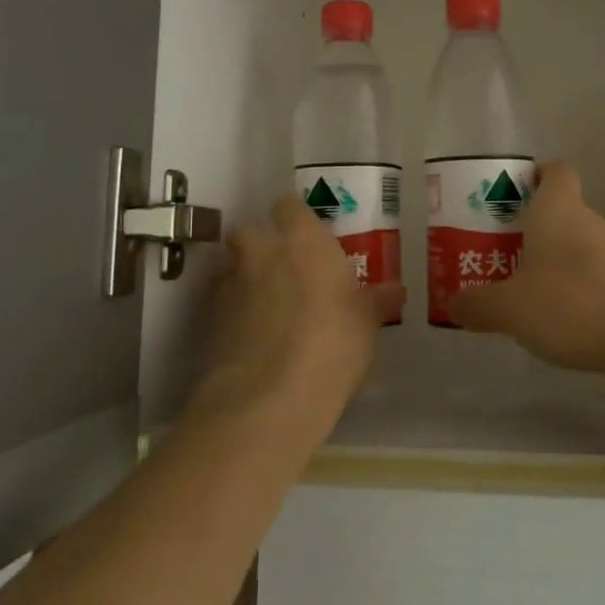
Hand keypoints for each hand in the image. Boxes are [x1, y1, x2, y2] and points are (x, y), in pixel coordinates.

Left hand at [191, 194, 404, 432]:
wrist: (268, 398)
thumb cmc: (331, 345)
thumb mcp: (366, 323)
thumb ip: (375, 301)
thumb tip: (395, 290)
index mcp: (302, 241)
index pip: (289, 206)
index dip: (294, 216)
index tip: (305, 233)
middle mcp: (260, 252)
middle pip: (249, 230)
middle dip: (260, 244)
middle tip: (283, 269)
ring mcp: (230, 284)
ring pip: (233, 267)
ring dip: (245, 279)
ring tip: (266, 308)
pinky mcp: (208, 319)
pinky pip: (222, 304)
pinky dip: (233, 313)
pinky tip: (251, 338)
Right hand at [448, 162, 604, 383]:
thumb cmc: (571, 303)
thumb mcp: (509, 308)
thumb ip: (478, 304)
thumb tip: (454, 303)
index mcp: (559, 210)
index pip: (555, 172)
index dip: (537, 175)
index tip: (517, 192)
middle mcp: (593, 222)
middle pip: (565, 213)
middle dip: (538, 231)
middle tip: (509, 255)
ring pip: (585, 248)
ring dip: (563, 265)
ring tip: (535, 296)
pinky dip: (587, 293)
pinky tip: (570, 322)